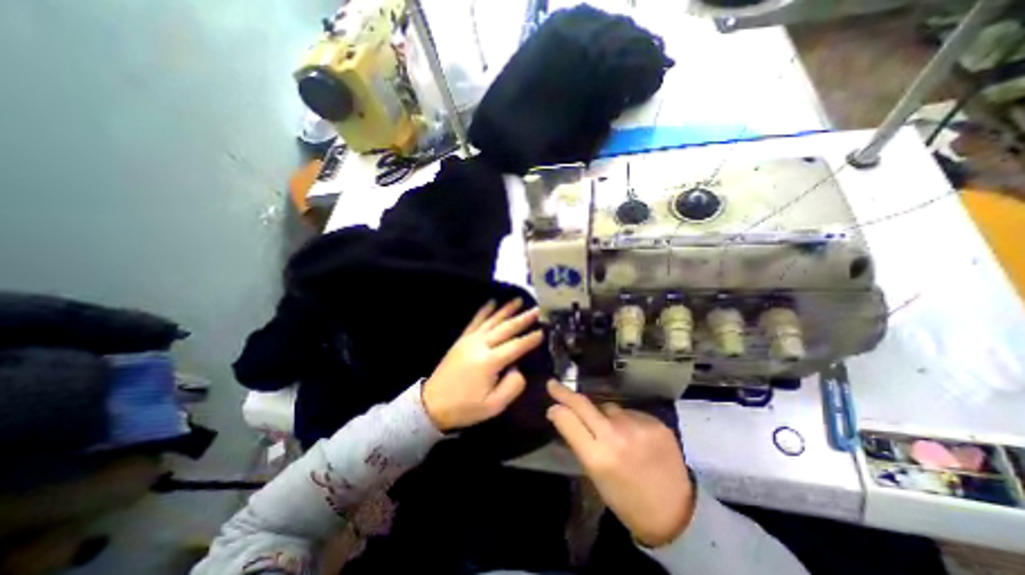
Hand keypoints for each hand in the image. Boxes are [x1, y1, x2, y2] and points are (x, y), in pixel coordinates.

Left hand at [422, 301, 544, 430]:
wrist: (432, 404)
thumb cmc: (465, 407)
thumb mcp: (494, 406)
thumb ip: (512, 386)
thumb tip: (518, 368)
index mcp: (489, 362)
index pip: (516, 346)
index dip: (530, 339)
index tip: (543, 330)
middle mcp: (480, 345)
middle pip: (506, 328)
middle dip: (523, 318)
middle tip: (536, 309)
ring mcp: (470, 340)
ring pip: (492, 320)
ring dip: (506, 309)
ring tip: (518, 299)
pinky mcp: (462, 339)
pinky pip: (475, 320)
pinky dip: (484, 310)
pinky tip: (492, 301)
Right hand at [543, 382, 695, 548]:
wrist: (676, 513)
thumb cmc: (627, 499)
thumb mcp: (596, 476)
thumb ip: (580, 443)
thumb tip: (561, 416)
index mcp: (597, 457)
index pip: (568, 420)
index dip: (557, 409)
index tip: (551, 402)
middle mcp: (616, 436)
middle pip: (583, 403)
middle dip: (565, 392)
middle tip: (554, 384)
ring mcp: (637, 426)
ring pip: (609, 407)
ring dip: (605, 415)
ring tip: (616, 433)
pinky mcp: (655, 421)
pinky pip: (630, 412)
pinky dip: (627, 420)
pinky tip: (635, 435)